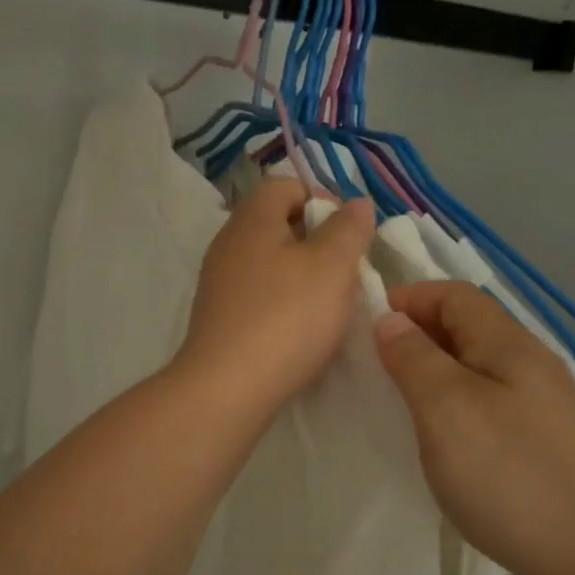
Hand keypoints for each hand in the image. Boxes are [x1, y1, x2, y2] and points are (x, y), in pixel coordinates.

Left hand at [174, 180, 374, 417]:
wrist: (226, 389)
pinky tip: (300, 330)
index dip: (323, 200)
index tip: (349, 234)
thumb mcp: (332, 266)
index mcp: (252, 220)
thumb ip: (348, 229)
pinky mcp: (218, 318)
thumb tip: (356, 203)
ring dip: (303, 275)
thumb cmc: (285, 318)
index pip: (286, 186)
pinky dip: (282, 303)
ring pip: (269, 262)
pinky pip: (257, 295)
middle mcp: (228, 243)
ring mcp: (219, 283)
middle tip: (344, 271)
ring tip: (328, 304)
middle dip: (317, 242)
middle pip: (277, 224)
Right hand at [373, 281, 574, 574]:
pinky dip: (456, 401)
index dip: (410, 298)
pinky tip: (444, 435)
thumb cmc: (509, 472)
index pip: (454, 296)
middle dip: (420, 333)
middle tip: (377, 365)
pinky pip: (489, 399)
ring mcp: (542, 403)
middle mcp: (529, 363)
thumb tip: (391, 320)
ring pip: (477, 366)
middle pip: (468, 327)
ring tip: (402, 398)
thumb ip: (414, 357)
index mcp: (507, 344)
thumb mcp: (446, 407)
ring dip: (436, 369)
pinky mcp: (543, 439)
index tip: (369, 325)